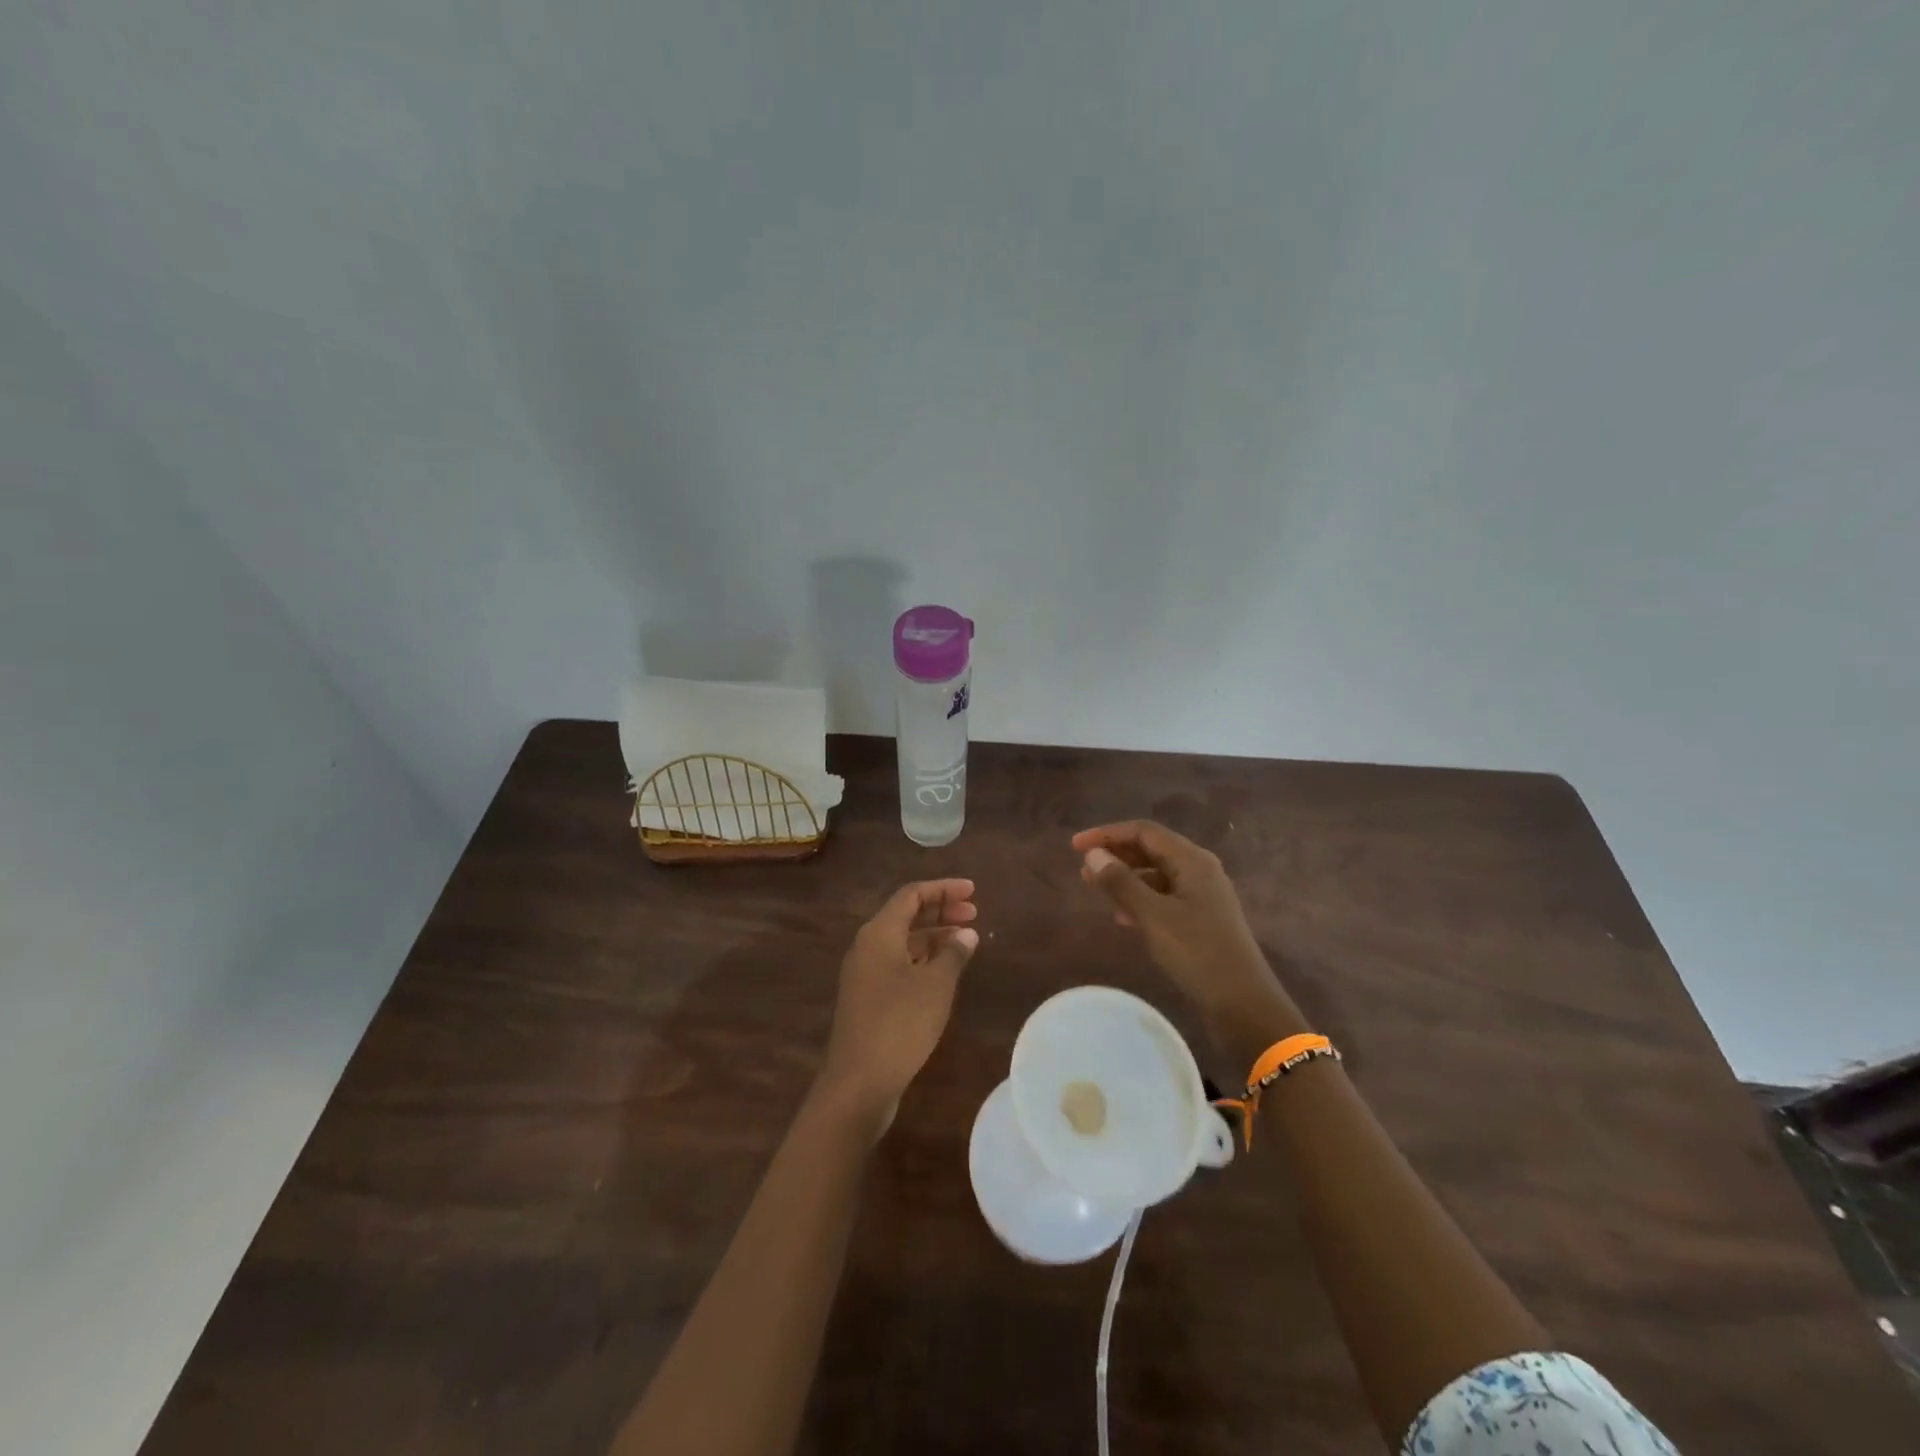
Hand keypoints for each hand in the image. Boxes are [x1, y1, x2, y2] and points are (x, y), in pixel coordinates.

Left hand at [817, 879, 978, 1129]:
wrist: (858, 1082)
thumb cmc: (900, 1024)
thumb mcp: (936, 986)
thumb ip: (953, 954)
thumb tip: (966, 933)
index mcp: (879, 933)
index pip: (911, 895)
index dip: (943, 889)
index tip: (973, 891)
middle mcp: (867, 946)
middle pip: (906, 915)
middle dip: (940, 910)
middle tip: (974, 913)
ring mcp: (865, 974)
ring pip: (903, 941)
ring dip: (934, 936)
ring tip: (966, 941)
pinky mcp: (869, 998)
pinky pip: (899, 963)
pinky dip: (924, 959)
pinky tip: (946, 971)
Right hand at [1074, 822, 1301, 1059]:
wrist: (1243, 1004)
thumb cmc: (1197, 953)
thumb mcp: (1153, 916)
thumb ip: (1121, 883)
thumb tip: (1093, 855)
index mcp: (1193, 861)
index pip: (1144, 831)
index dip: (1107, 834)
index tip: (1075, 846)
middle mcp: (1200, 870)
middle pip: (1151, 849)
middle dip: (1115, 854)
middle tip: (1083, 868)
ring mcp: (1202, 896)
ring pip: (1156, 874)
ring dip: (1125, 878)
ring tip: (1096, 889)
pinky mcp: (1201, 919)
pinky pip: (1164, 897)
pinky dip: (1140, 899)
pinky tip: (1123, 918)